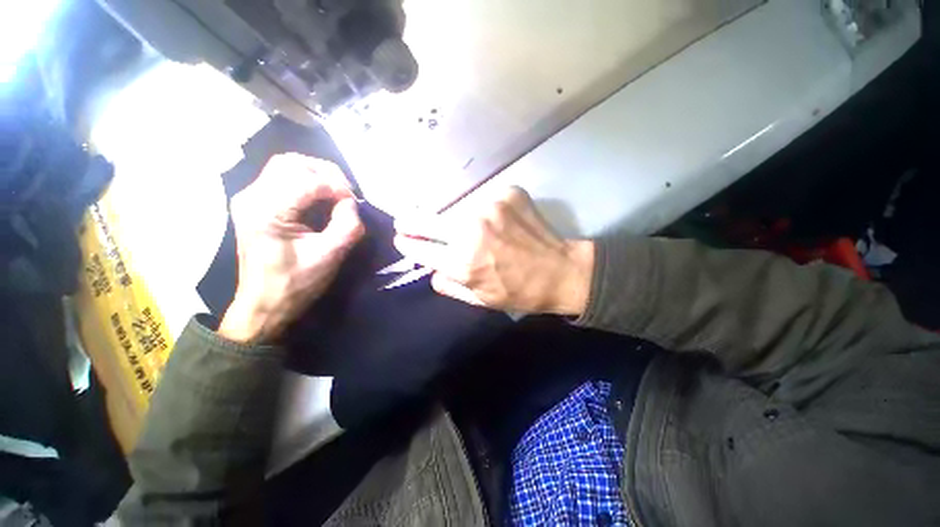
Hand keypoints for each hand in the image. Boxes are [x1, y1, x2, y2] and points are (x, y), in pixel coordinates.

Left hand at [219, 154, 363, 343]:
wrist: (264, 304)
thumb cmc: (296, 284)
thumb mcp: (329, 256)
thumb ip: (347, 225)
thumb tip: (352, 203)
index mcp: (266, 211)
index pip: (308, 180)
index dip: (338, 187)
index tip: (355, 203)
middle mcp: (252, 197)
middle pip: (293, 163)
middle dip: (327, 174)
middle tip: (347, 194)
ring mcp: (250, 198)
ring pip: (287, 166)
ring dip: (317, 175)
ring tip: (336, 193)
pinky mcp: (255, 204)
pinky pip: (283, 178)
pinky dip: (307, 182)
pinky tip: (321, 198)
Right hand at [394, 187, 593, 315]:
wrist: (561, 271)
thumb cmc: (520, 292)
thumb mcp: (480, 299)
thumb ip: (448, 284)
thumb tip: (430, 268)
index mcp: (462, 262)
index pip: (419, 247)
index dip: (407, 244)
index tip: (402, 239)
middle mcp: (470, 230)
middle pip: (425, 219)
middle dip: (411, 222)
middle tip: (405, 222)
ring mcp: (489, 206)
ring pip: (457, 210)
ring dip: (458, 220)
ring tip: (476, 231)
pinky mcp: (507, 193)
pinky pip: (484, 201)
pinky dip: (485, 212)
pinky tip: (500, 222)